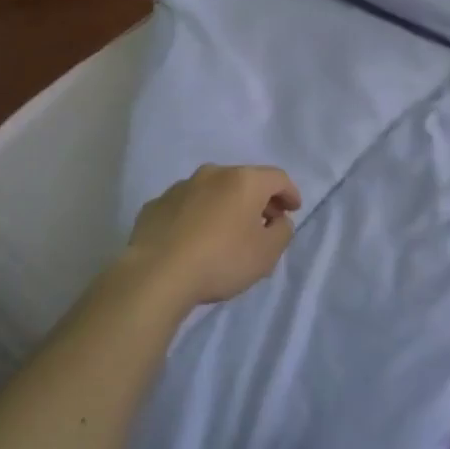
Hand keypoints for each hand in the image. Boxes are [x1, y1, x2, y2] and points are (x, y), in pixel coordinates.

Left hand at [121, 164, 301, 308]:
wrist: (156, 274)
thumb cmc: (221, 260)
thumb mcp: (266, 254)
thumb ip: (282, 232)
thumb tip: (278, 220)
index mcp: (244, 181)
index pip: (277, 178)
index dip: (290, 193)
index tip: (293, 210)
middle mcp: (213, 174)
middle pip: (244, 181)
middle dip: (258, 199)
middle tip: (265, 222)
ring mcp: (180, 187)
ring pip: (213, 191)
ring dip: (225, 206)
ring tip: (227, 232)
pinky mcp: (156, 205)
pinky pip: (186, 206)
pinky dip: (197, 216)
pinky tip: (194, 239)